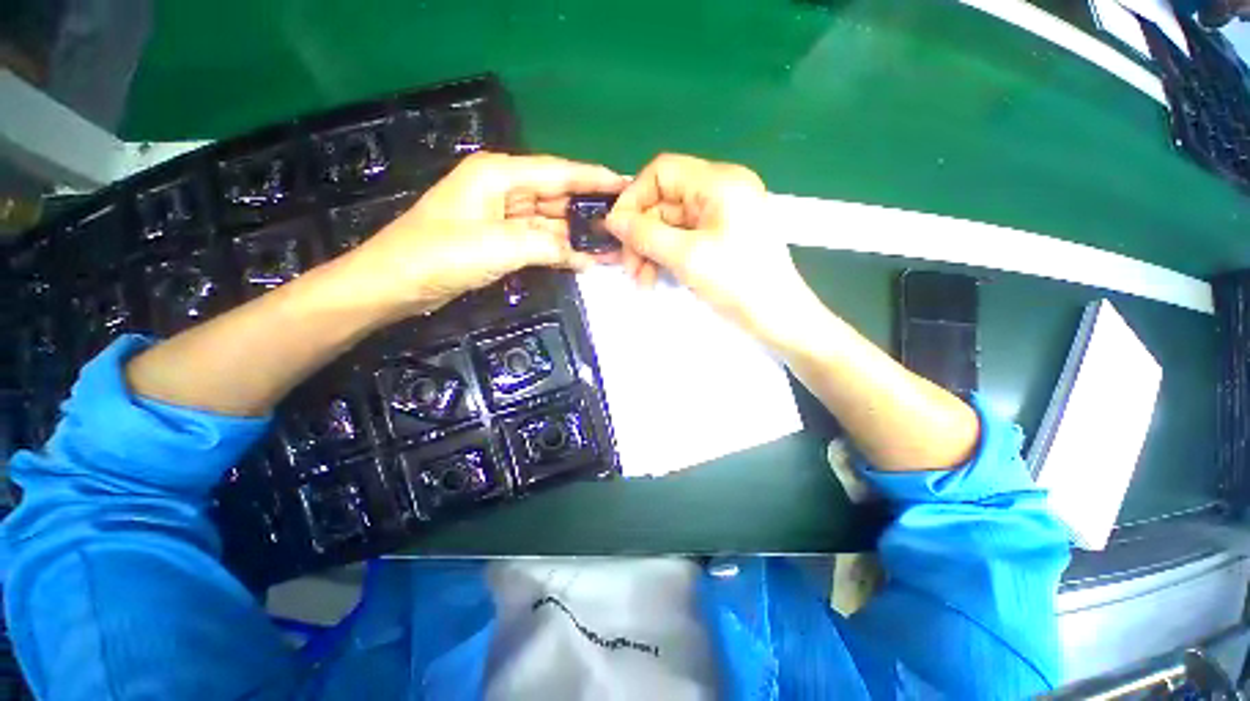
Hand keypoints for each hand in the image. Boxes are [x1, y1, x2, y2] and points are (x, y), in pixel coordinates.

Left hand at [341, 151, 625, 318]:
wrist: (393, 284)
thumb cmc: (439, 255)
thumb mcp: (499, 246)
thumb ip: (547, 245)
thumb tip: (583, 254)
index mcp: (499, 174)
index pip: (559, 172)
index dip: (595, 178)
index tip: (627, 184)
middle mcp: (503, 188)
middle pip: (557, 196)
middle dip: (589, 212)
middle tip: (623, 227)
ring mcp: (501, 215)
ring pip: (550, 221)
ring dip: (577, 236)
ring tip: (611, 248)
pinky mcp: (499, 238)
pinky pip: (538, 240)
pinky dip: (559, 250)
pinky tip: (583, 259)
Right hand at [604, 153, 811, 339]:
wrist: (778, 318)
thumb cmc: (738, 282)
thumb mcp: (687, 256)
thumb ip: (645, 234)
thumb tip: (612, 220)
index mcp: (719, 183)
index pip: (663, 172)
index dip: (634, 198)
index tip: (617, 231)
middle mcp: (720, 191)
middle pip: (664, 201)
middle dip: (642, 235)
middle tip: (630, 269)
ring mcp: (721, 216)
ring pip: (670, 224)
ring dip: (650, 250)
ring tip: (642, 281)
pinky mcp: (720, 237)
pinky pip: (683, 239)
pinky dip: (666, 256)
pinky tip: (656, 278)